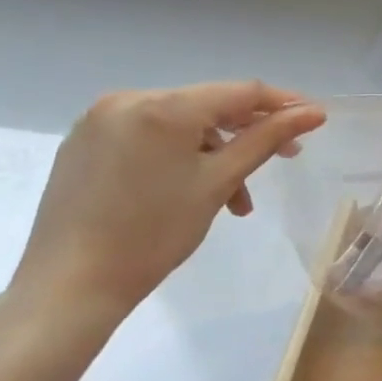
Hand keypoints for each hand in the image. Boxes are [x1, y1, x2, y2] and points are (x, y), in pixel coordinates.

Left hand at [11, 81, 325, 334]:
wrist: (68, 288)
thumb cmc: (154, 234)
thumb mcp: (219, 182)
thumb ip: (266, 139)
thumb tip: (313, 112)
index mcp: (164, 106)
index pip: (239, 92)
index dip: (281, 103)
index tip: (313, 119)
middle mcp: (129, 99)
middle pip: (208, 105)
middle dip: (247, 133)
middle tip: (283, 160)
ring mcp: (100, 120)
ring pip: (178, 124)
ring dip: (214, 152)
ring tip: (234, 199)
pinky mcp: (83, 143)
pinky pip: (147, 136)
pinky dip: (177, 156)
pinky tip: (189, 189)